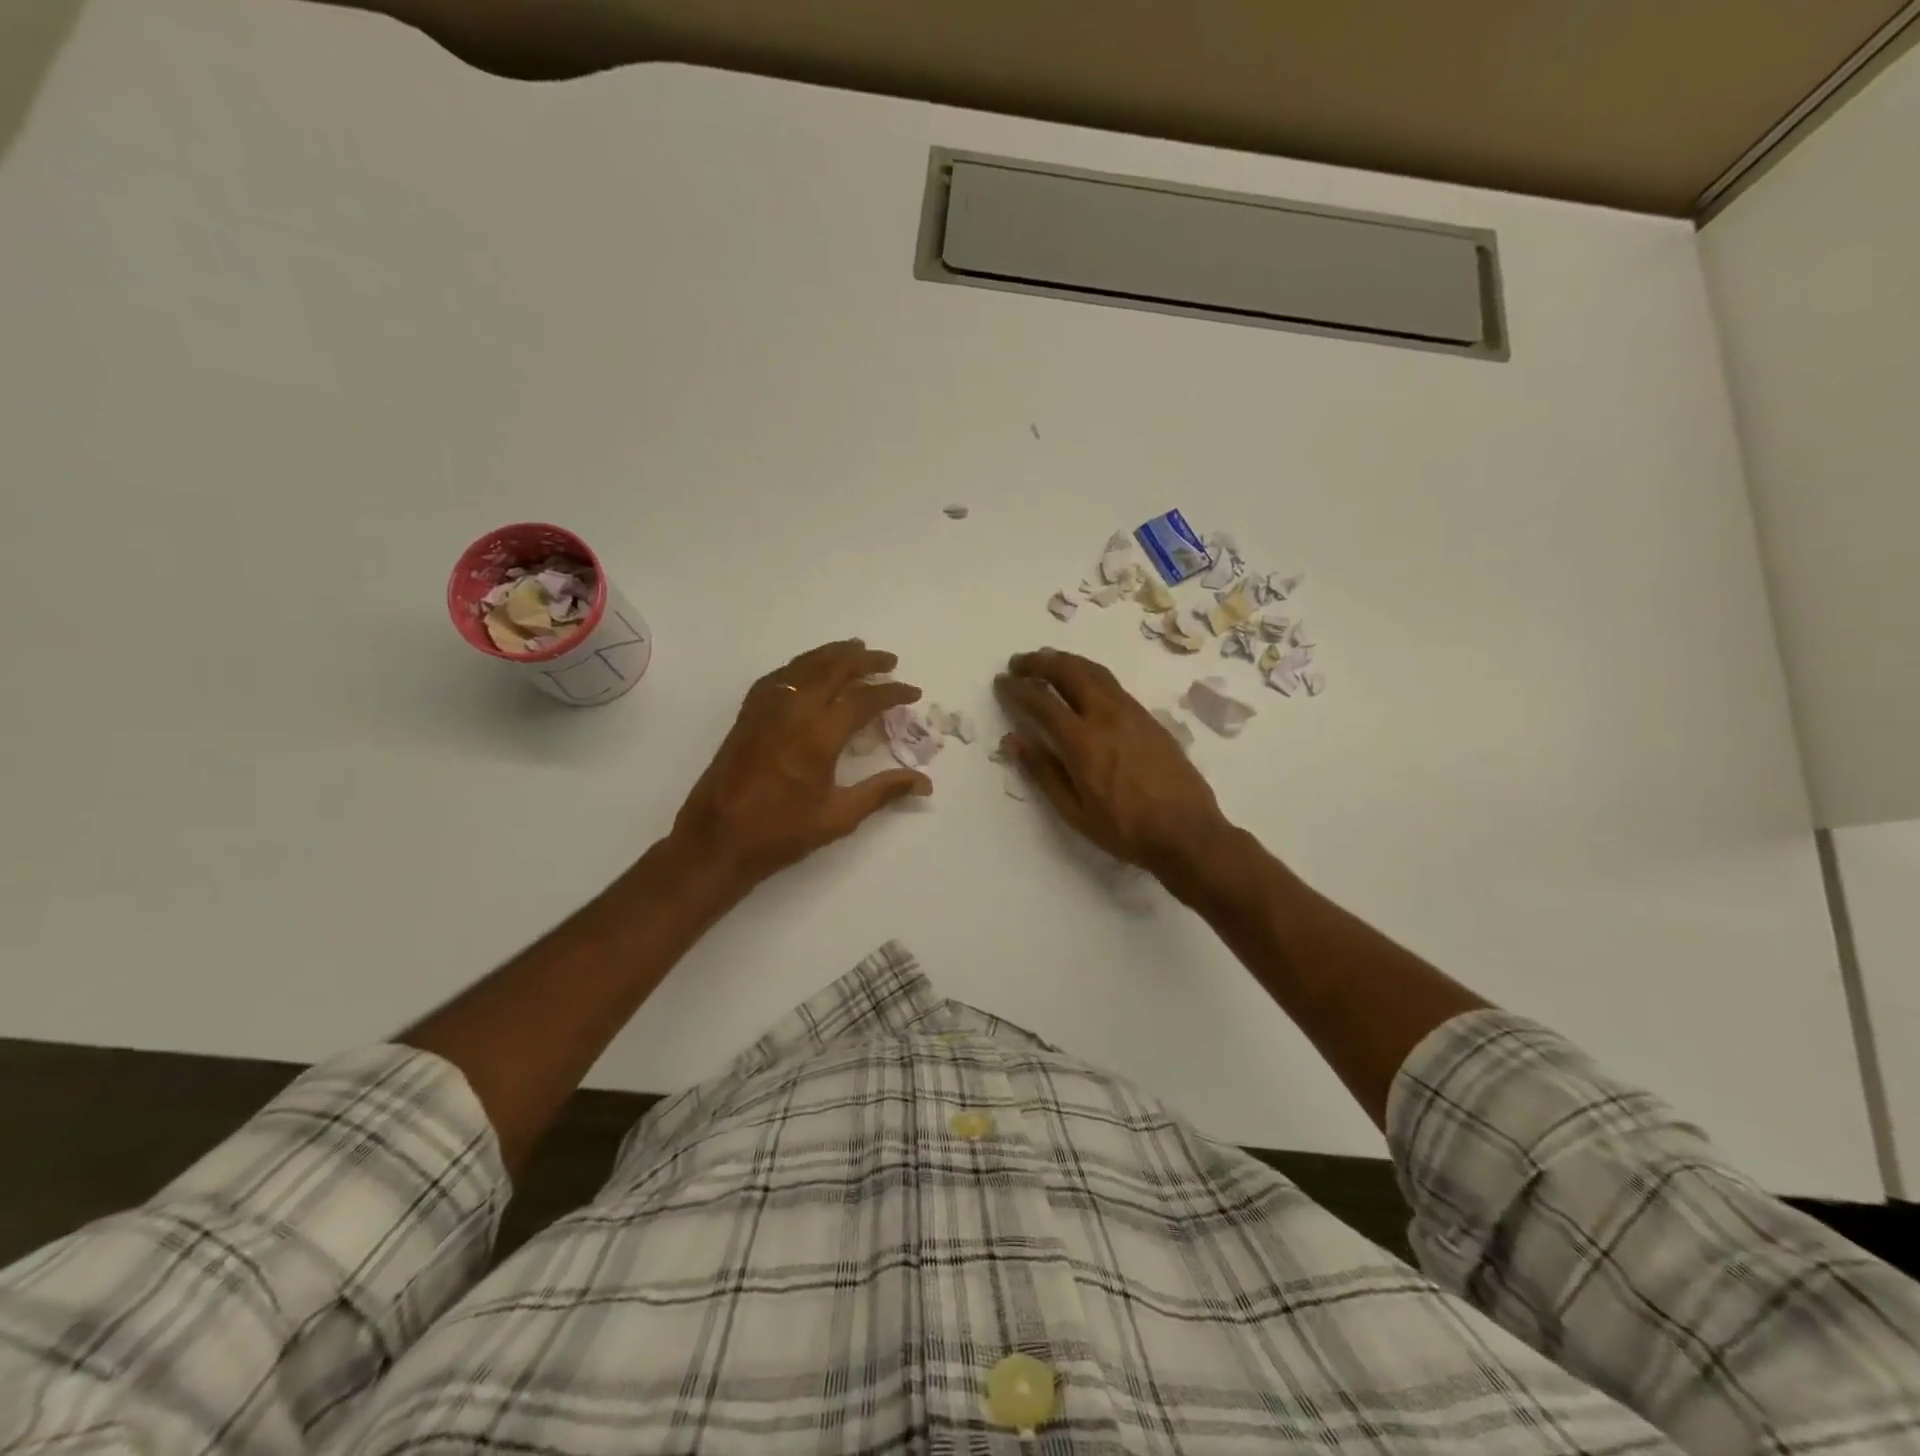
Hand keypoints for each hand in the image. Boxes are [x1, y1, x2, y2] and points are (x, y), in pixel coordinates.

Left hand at [670, 639, 931, 889]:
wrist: (718, 839)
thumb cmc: (782, 832)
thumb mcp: (839, 816)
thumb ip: (882, 792)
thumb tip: (924, 783)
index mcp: (819, 734)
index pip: (864, 699)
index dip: (892, 693)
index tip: (913, 693)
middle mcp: (793, 710)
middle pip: (834, 669)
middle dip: (865, 661)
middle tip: (889, 660)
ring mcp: (766, 708)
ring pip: (805, 665)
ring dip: (833, 654)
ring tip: (856, 649)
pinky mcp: (748, 714)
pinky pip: (779, 676)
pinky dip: (802, 666)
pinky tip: (809, 670)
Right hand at [995, 649, 1232, 889]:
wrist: (1187, 832)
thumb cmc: (1125, 830)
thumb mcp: (1074, 811)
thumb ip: (1042, 771)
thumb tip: (1012, 740)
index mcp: (1083, 742)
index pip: (1042, 702)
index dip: (1017, 688)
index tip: (1001, 682)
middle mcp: (1106, 716)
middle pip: (1069, 672)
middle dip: (1040, 662)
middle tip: (1019, 662)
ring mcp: (1132, 713)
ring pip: (1094, 671)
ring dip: (1066, 661)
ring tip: (1047, 660)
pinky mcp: (1148, 718)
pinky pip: (1112, 683)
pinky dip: (1089, 673)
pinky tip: (1083, 683)